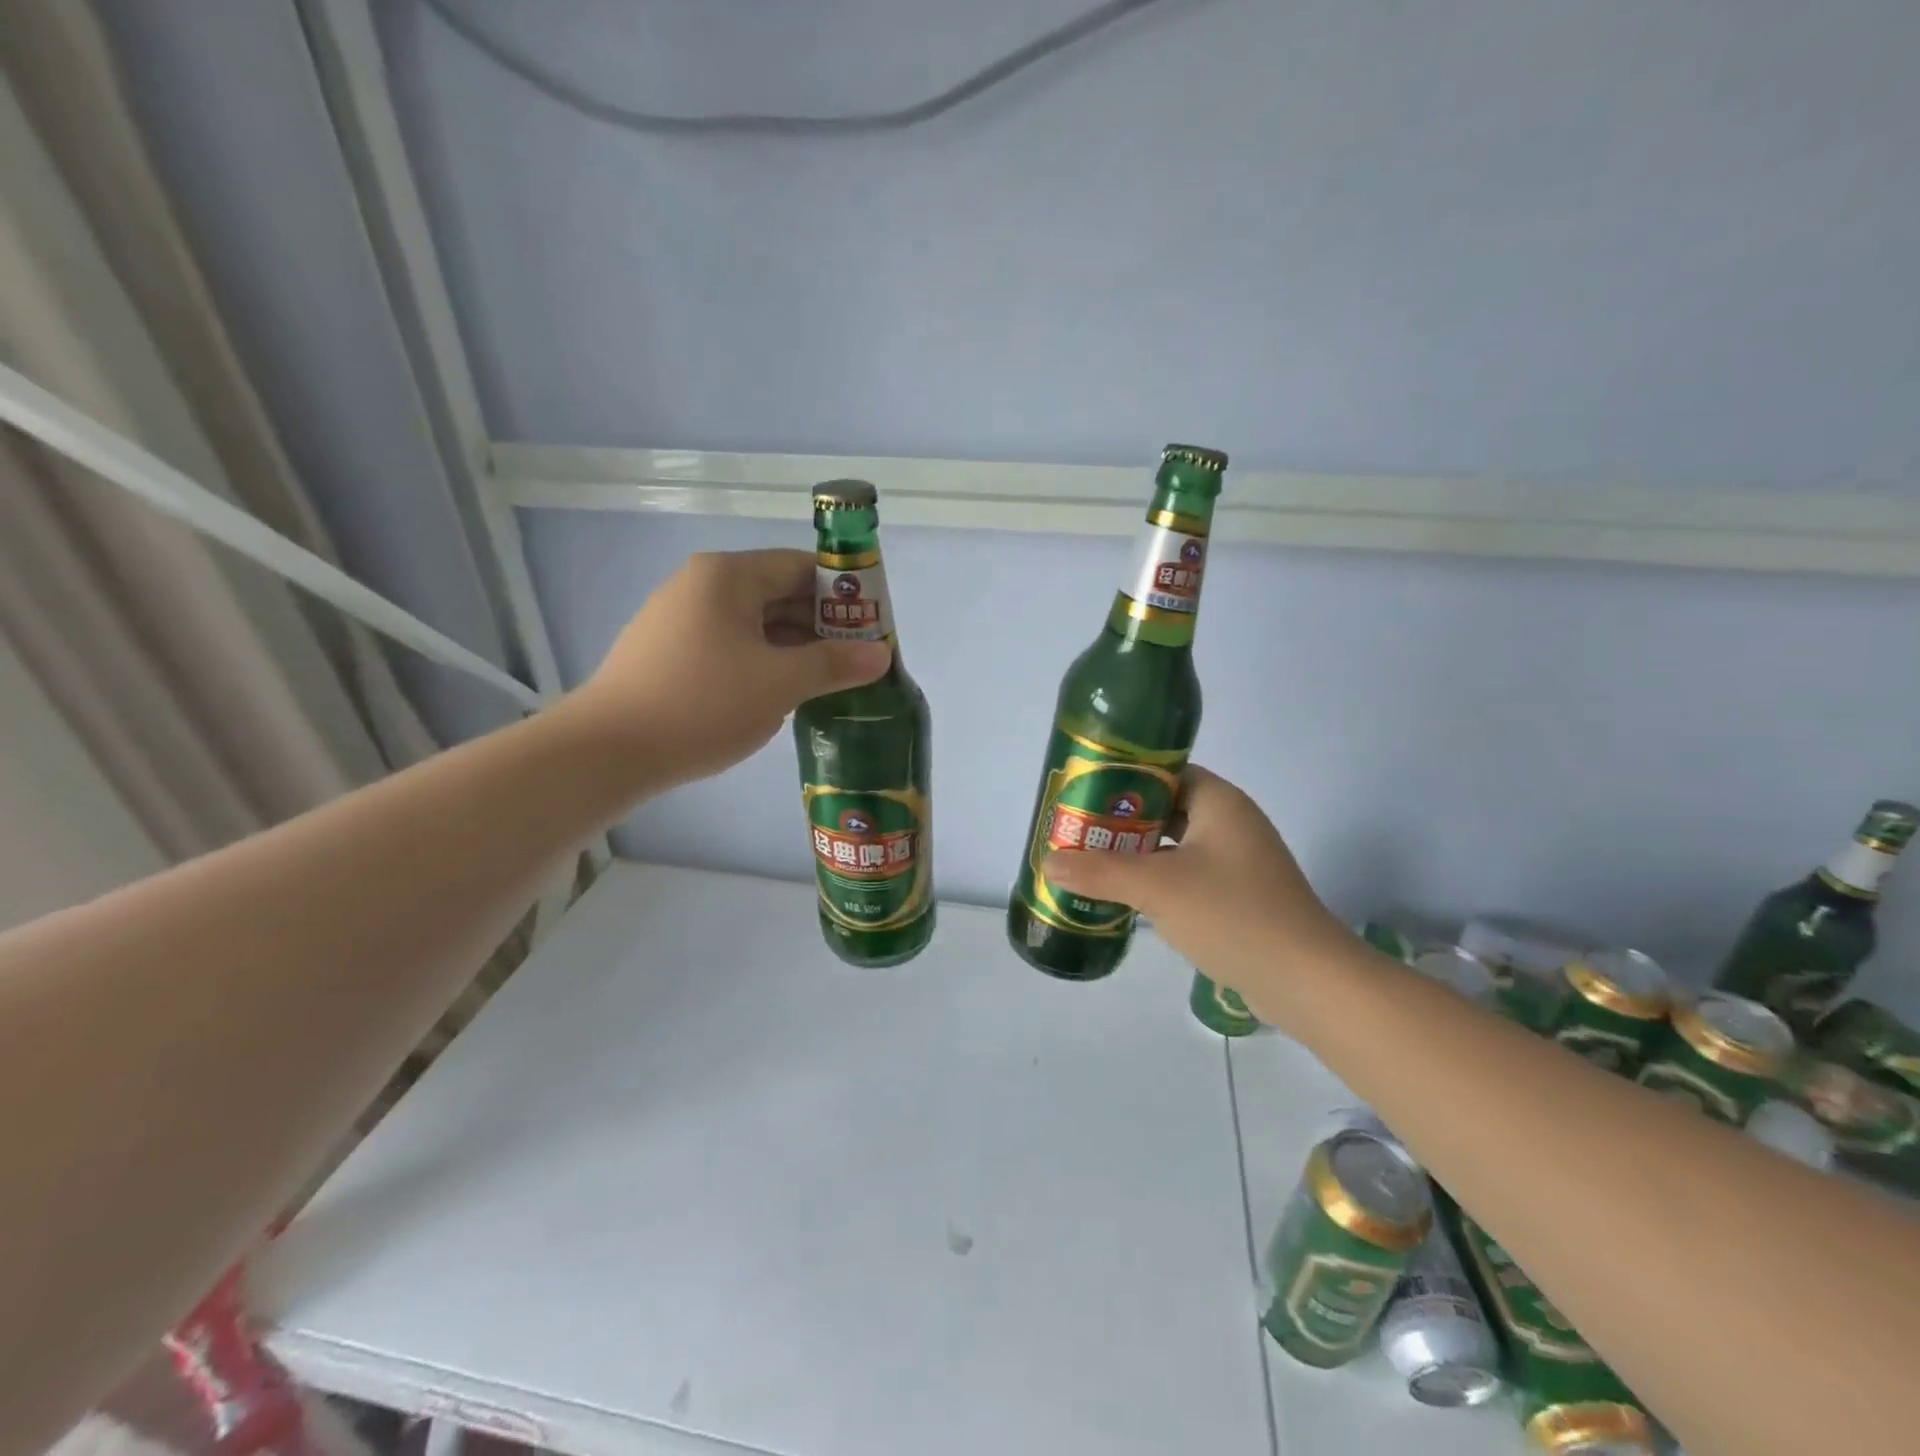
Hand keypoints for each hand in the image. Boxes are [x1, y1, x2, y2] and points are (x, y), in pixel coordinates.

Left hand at [566, 549, 890, 788]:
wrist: (609, 750)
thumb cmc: (703, 703)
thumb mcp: (780, 683)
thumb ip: (835, 664)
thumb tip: (882, 655)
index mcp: (728, 576)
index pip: (801, 567)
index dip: (845, 594)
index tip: (875, 625)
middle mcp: (703, 586)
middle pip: (779, 593)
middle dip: (824, 625)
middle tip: (861, 659)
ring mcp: (682, 620)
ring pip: (756, 624)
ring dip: (796, 647)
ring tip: (833, 679)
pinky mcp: (672, 653)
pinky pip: (734, 646)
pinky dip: (766, 662)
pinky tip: (786, 691)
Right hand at [1043, 765, 1347, 1016]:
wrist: (1307, 980)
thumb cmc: (1232, 914)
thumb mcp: (1157, 888)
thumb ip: (1100, 872)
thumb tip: (1049, 862)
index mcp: (1218, 802)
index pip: (1163, 773)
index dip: (1121, 779)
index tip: (1082, 792)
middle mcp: (1231, 823)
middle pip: (1165, 809)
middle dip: (1121, 821)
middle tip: (1077, 830)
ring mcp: (1238, 862)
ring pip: (1175, 845)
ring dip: (1137, 853)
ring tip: (1090, 862)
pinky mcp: (1239, 896)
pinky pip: (1188, 875)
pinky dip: (1157, 880)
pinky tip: (1126, 898)